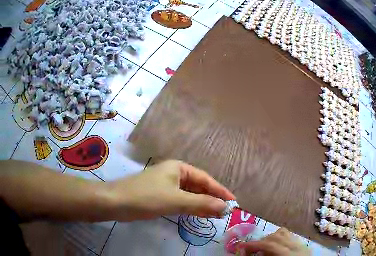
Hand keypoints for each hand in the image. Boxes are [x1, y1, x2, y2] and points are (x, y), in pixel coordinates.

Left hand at [109, 160, 235, 220]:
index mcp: (178, 168)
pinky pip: (181, 200)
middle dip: (212, 198)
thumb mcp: (176, 200)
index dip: (220, 190)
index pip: (205, 179)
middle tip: (226, 212)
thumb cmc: (147, 197)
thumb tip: (225, 207)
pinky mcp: (160, 195)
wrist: (117, 202)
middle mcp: (174, 173)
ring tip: (216, 215)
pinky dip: (191, 207)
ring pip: (190, 194)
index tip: (234, 202)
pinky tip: (198, 214)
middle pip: (198, 186)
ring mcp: (166, 185)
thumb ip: (201, 203)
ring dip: (202, 204)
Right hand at [238, 228, 309, 255]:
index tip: (240, 247)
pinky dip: (278, 238)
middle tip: (249, 250)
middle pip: (276, 236)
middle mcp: (298, 246)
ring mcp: (302, 244)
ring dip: (269, 238)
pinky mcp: (303, 245)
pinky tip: (274, 247)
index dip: (253, 245)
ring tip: (262, 248)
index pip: (270, 245)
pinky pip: (289, 236)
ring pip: (283, 233)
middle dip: (260, 242)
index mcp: (290, 254)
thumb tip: (246, 254)